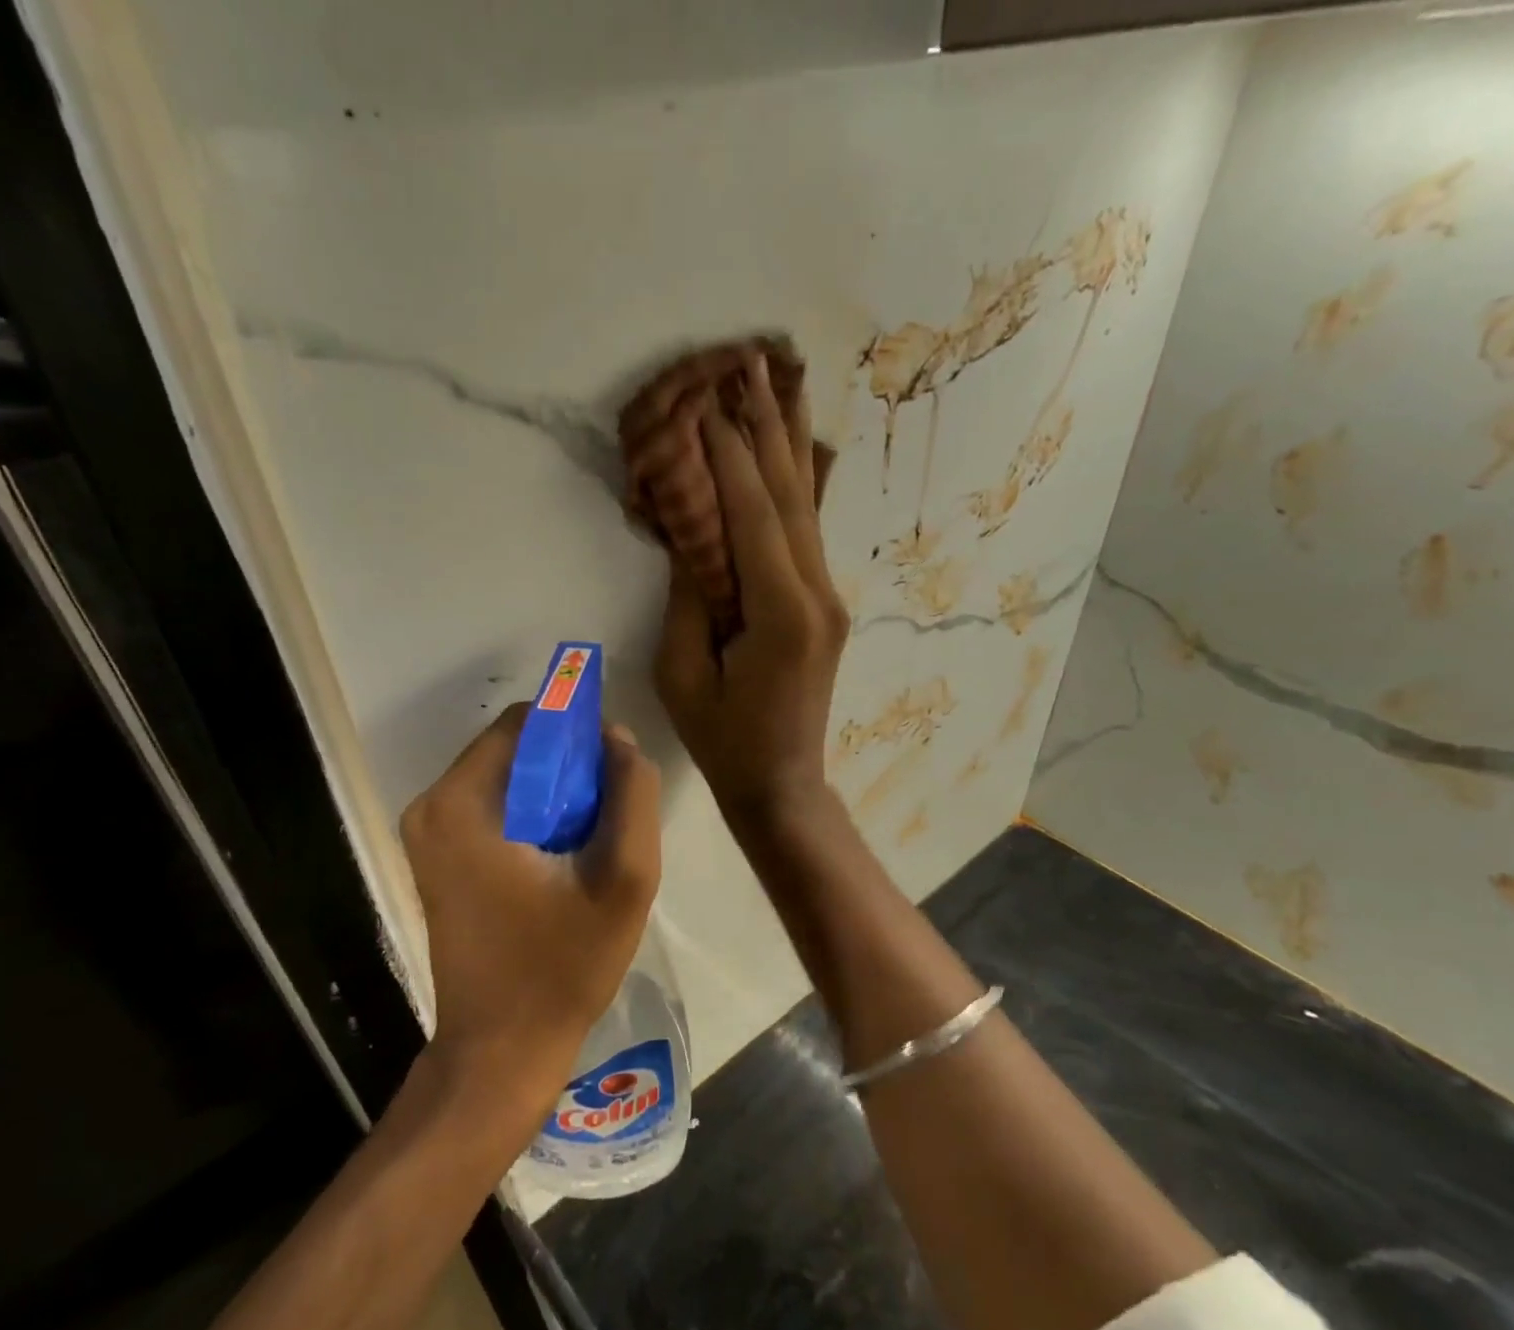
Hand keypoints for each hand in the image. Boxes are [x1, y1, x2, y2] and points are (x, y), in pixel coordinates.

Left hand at [401, 705, 661, 1105]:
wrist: (501, 1050)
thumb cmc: (562, 968)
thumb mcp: (625, 880)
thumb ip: (633, 797)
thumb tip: (619, 739)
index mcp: (463, 802)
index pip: (527, 721)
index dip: (577, 732)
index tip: (613, 771)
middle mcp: (432, 806)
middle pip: (514, 747)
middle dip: (567, 765)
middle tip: (607, 815)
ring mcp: (428, 833)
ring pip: (506, 775)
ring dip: (554, 792)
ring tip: (588, 842)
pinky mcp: (436, 856)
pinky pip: (493, 805)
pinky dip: (532, 813)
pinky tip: (561, 858)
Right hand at [655, 349, 848, 828]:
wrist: (782, 784)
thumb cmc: (724, 741)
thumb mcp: (685, 674)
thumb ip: (690, 598)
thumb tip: (692, 534)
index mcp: (781, 615)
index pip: (754, 516)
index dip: (730, 456)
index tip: (711, 399)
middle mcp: (817, 595)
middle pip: (790, 496)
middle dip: (767, 427)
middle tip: (750, 360)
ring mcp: (828, 598)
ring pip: (806, 506)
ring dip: (787, 441)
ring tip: (778, 378)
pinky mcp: (825, 605)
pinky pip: (808, 532)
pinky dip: (795, 483)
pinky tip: (794, 446)